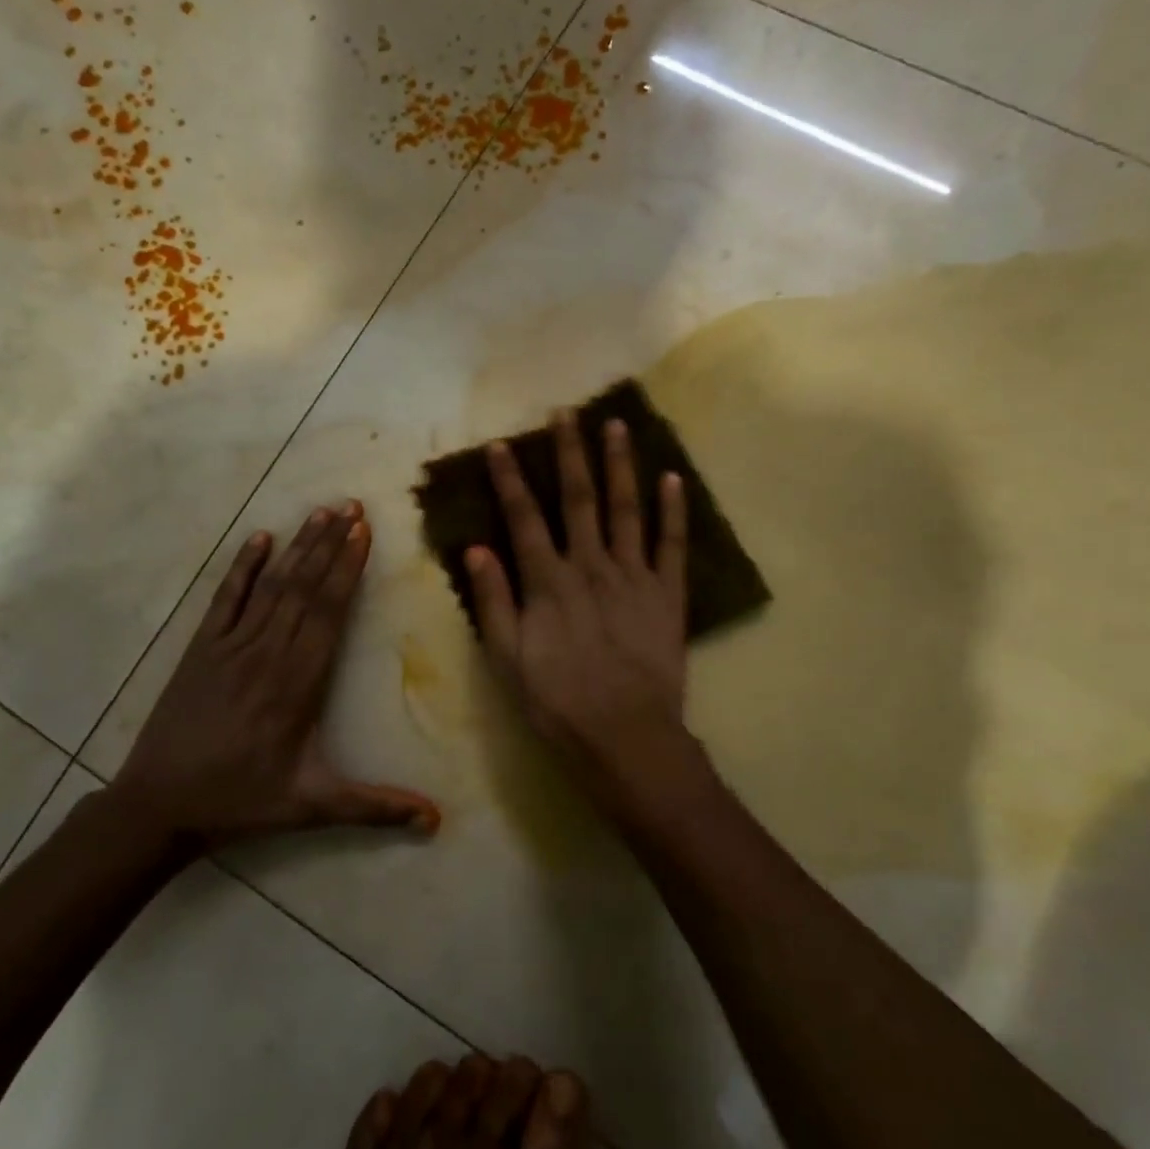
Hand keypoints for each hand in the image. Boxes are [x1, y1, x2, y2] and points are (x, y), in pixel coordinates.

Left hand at [112, 501, 440, 843]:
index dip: (347, 570)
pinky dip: (243, 567)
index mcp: (297, 684)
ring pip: (271, 586)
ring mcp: (230, 646)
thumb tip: (435, 820)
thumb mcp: (312, 806)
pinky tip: (258, 538)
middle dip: (330, 544)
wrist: (158, 806)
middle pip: (304, 588)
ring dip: (298, 547)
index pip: (328, 614)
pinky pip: (225, 599)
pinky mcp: (201, 649)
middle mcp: (266, 654)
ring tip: (321, 512)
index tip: (364, 533)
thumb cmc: (241, 802)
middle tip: (352, 505)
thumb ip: (374, 808)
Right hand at [466, 412, 696, 810]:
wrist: (626, 736)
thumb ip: (494, 601)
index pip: (524, 518)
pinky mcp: (668, 594)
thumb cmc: (558, 702)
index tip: (503, 443)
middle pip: (579, 499)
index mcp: (548, 582)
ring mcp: (634, 576)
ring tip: (617, 425)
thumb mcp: (508, 659)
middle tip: (567, 413)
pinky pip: (672, 544)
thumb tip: (476, 549)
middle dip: (570, 453)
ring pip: (626, 509)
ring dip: (620, 465)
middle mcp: (590, 566)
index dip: (510, 479)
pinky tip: (673, 478)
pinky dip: (673, 510)